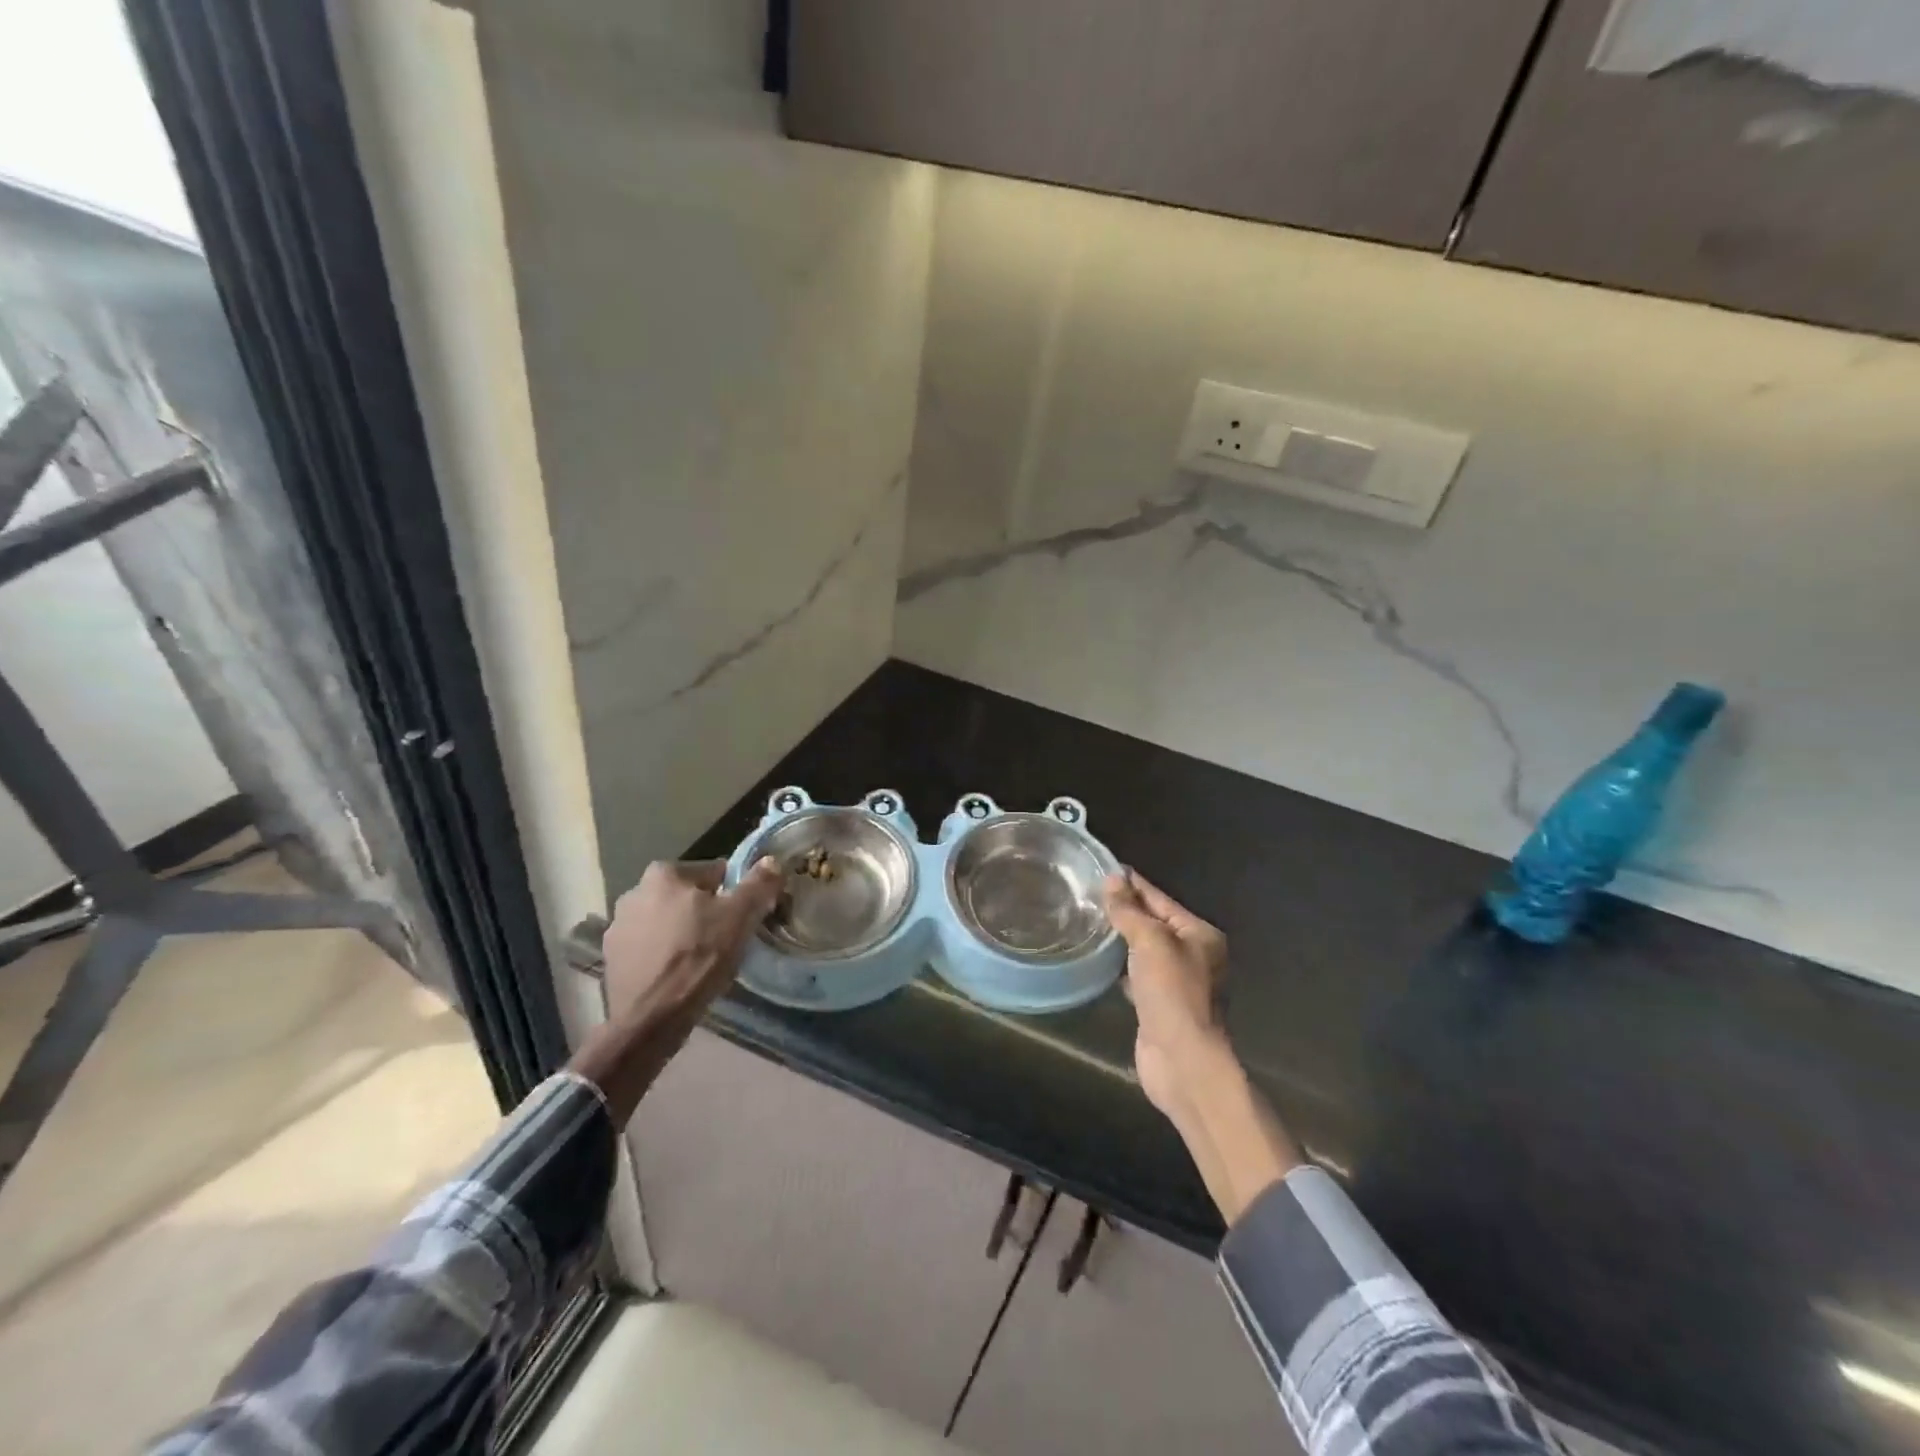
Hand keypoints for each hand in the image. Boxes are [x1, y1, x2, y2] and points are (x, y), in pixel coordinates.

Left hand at [602, 858, 783, 1024]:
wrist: (649, 1019)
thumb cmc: (698, 958)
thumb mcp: (740, 917)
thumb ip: (758, 883)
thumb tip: (771, 861)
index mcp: (664, 873)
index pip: (714, 872)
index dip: (735, 894)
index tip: (744, 917)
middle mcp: (634, 892)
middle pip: (688, 896)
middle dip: (706, 912)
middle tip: (725, 940)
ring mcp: (617, 926)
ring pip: (667, 921)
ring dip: (682, 932)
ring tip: (702, 961)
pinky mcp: (611, 958)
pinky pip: (649, 947)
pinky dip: (663, 954)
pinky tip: (678, 975)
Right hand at [1103, 871, 1231, 1120]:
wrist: (1182, 1060)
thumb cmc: (1173, 993)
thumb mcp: (1150, 942)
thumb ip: (1130, 911)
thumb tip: (1113, 878)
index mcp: (1199, 935)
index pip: (1160, 899)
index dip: (1133, 884)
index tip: (1105, 868)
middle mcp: (1193, 955)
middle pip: (1154, 923)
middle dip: (1125, 910)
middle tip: (1088, 893)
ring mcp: (1177, 983)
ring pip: (1144, 950)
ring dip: (1121, 938)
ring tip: (1089, 920)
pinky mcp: (1159, 1005)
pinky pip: (1137, 974)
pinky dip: (1120, 965)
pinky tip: (1099, 959)